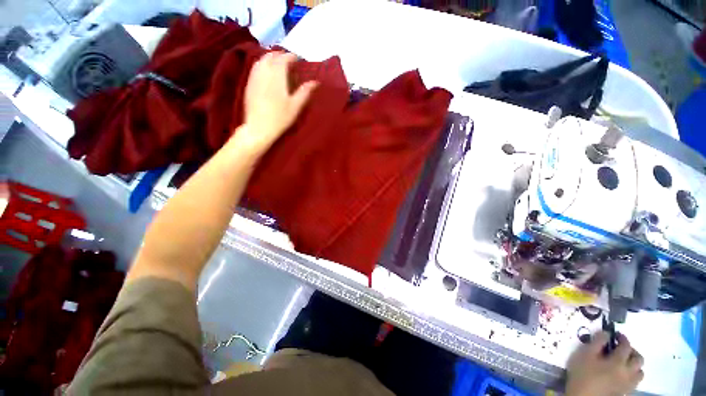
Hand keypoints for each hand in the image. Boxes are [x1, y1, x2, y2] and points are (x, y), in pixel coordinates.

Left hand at [239, 51, 317, 154]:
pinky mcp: (249, 84)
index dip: (291, 56)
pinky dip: (262, 65)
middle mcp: (264, 72)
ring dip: (270, 58)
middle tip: (288, 60)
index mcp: (277, 76)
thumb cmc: (280, 118)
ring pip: (261, 60)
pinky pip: (255, 68)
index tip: (298, 59)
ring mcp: (254, 77)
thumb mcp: (295, 106)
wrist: (259, 127)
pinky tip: (265, 72)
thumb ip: (305, 92)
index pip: (284, 59)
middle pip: (270, 56)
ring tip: (277, 64)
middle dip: (280, 55)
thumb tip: (315, 82)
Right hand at [566, 331, 643, 395]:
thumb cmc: (583, 374)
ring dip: (635, 365)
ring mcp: (628, 383)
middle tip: (621, 348)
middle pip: (638, 359)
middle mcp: (628, 372)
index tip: (616, 334)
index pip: (626, 346)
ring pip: (640, 372)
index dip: (622, 338)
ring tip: (624, 362)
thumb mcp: (585, 354)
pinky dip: (632, 375)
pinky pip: (635, 381)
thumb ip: (596, 342)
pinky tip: (622, 375)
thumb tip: (606, 333)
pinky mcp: (625, 391)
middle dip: (632, 351)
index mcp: (618, 361)